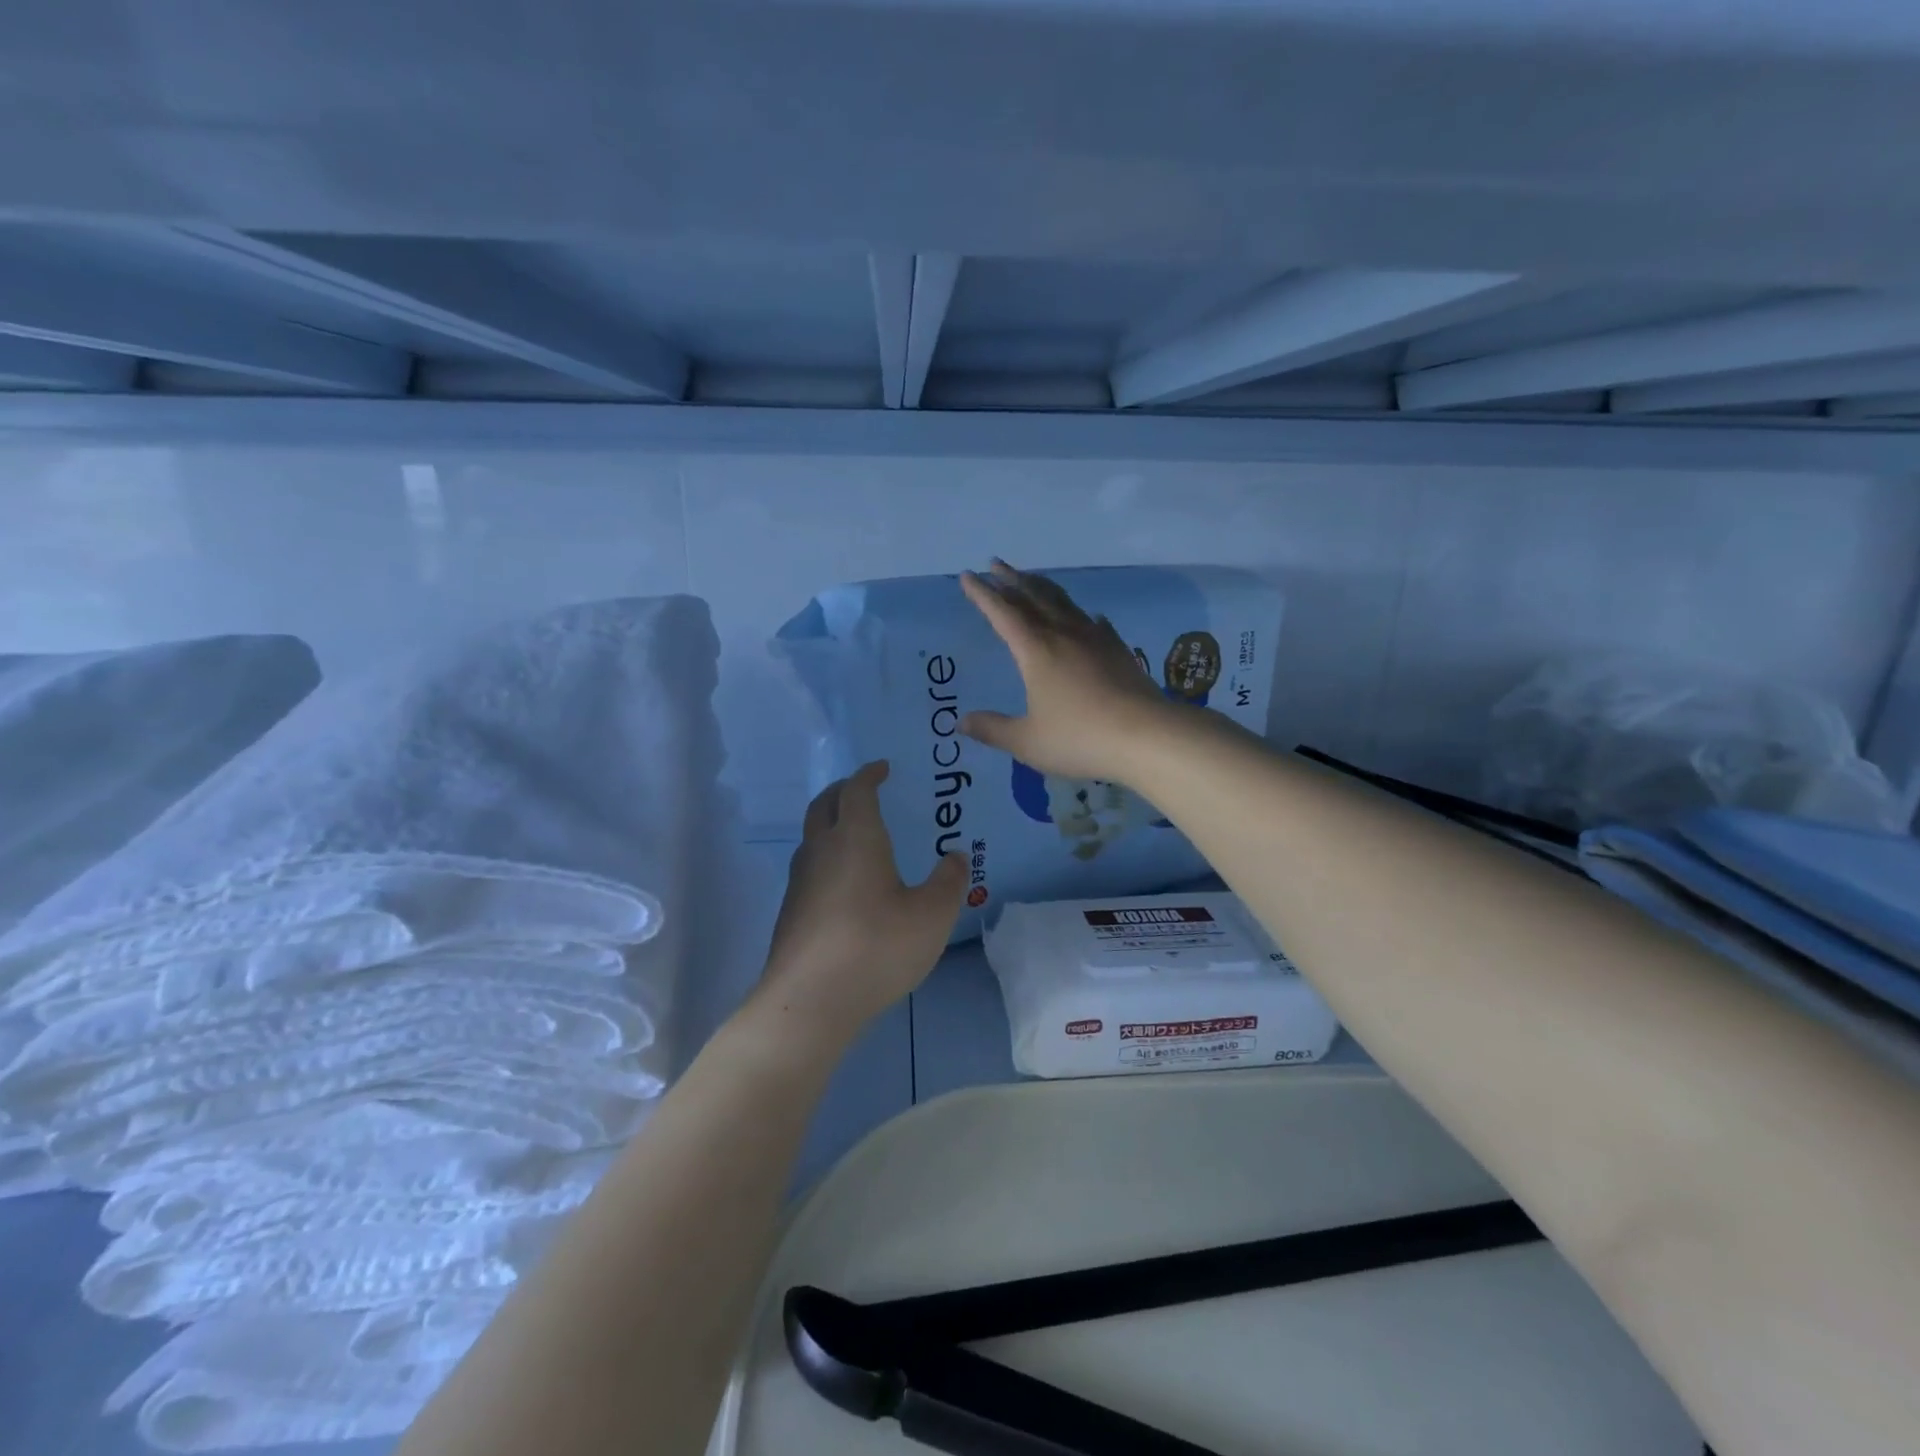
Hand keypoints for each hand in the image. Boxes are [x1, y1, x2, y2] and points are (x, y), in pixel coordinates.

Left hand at [755, 761, 966, 1041]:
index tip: (882, 768)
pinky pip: (809, 867)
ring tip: (855, 835)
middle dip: (843, 790)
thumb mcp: (932, 915)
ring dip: (830, 824)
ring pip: (811, 836)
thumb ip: (949, 882)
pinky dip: (826, 857)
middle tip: (863, 790)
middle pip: (824, 804)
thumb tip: (954, 857)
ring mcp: (800, 881)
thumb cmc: (876, 947)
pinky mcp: (790, 912)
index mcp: (856, 838)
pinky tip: (844, 884)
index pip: (857, 790)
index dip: (869, 774)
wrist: (809, 1001)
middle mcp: (821, 850)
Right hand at [959, 560, 1179, 784]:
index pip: (1002, 613)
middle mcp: (1064, 634)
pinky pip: (1095, 623)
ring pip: (1064, 602)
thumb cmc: (1080, 738)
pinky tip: (1089, 617)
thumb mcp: (1028, 742)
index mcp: (1036, 650)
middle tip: (995, 564)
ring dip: (1043, 587)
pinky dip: (1083, 615)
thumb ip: (993, 730)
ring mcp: (1095, 639)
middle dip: (1011, 580)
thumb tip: (961, 722)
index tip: (967, 576)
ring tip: (1031, 578)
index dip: (983, 594)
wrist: (1148, 736)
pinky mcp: (1119, 650)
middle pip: (1033, 597)